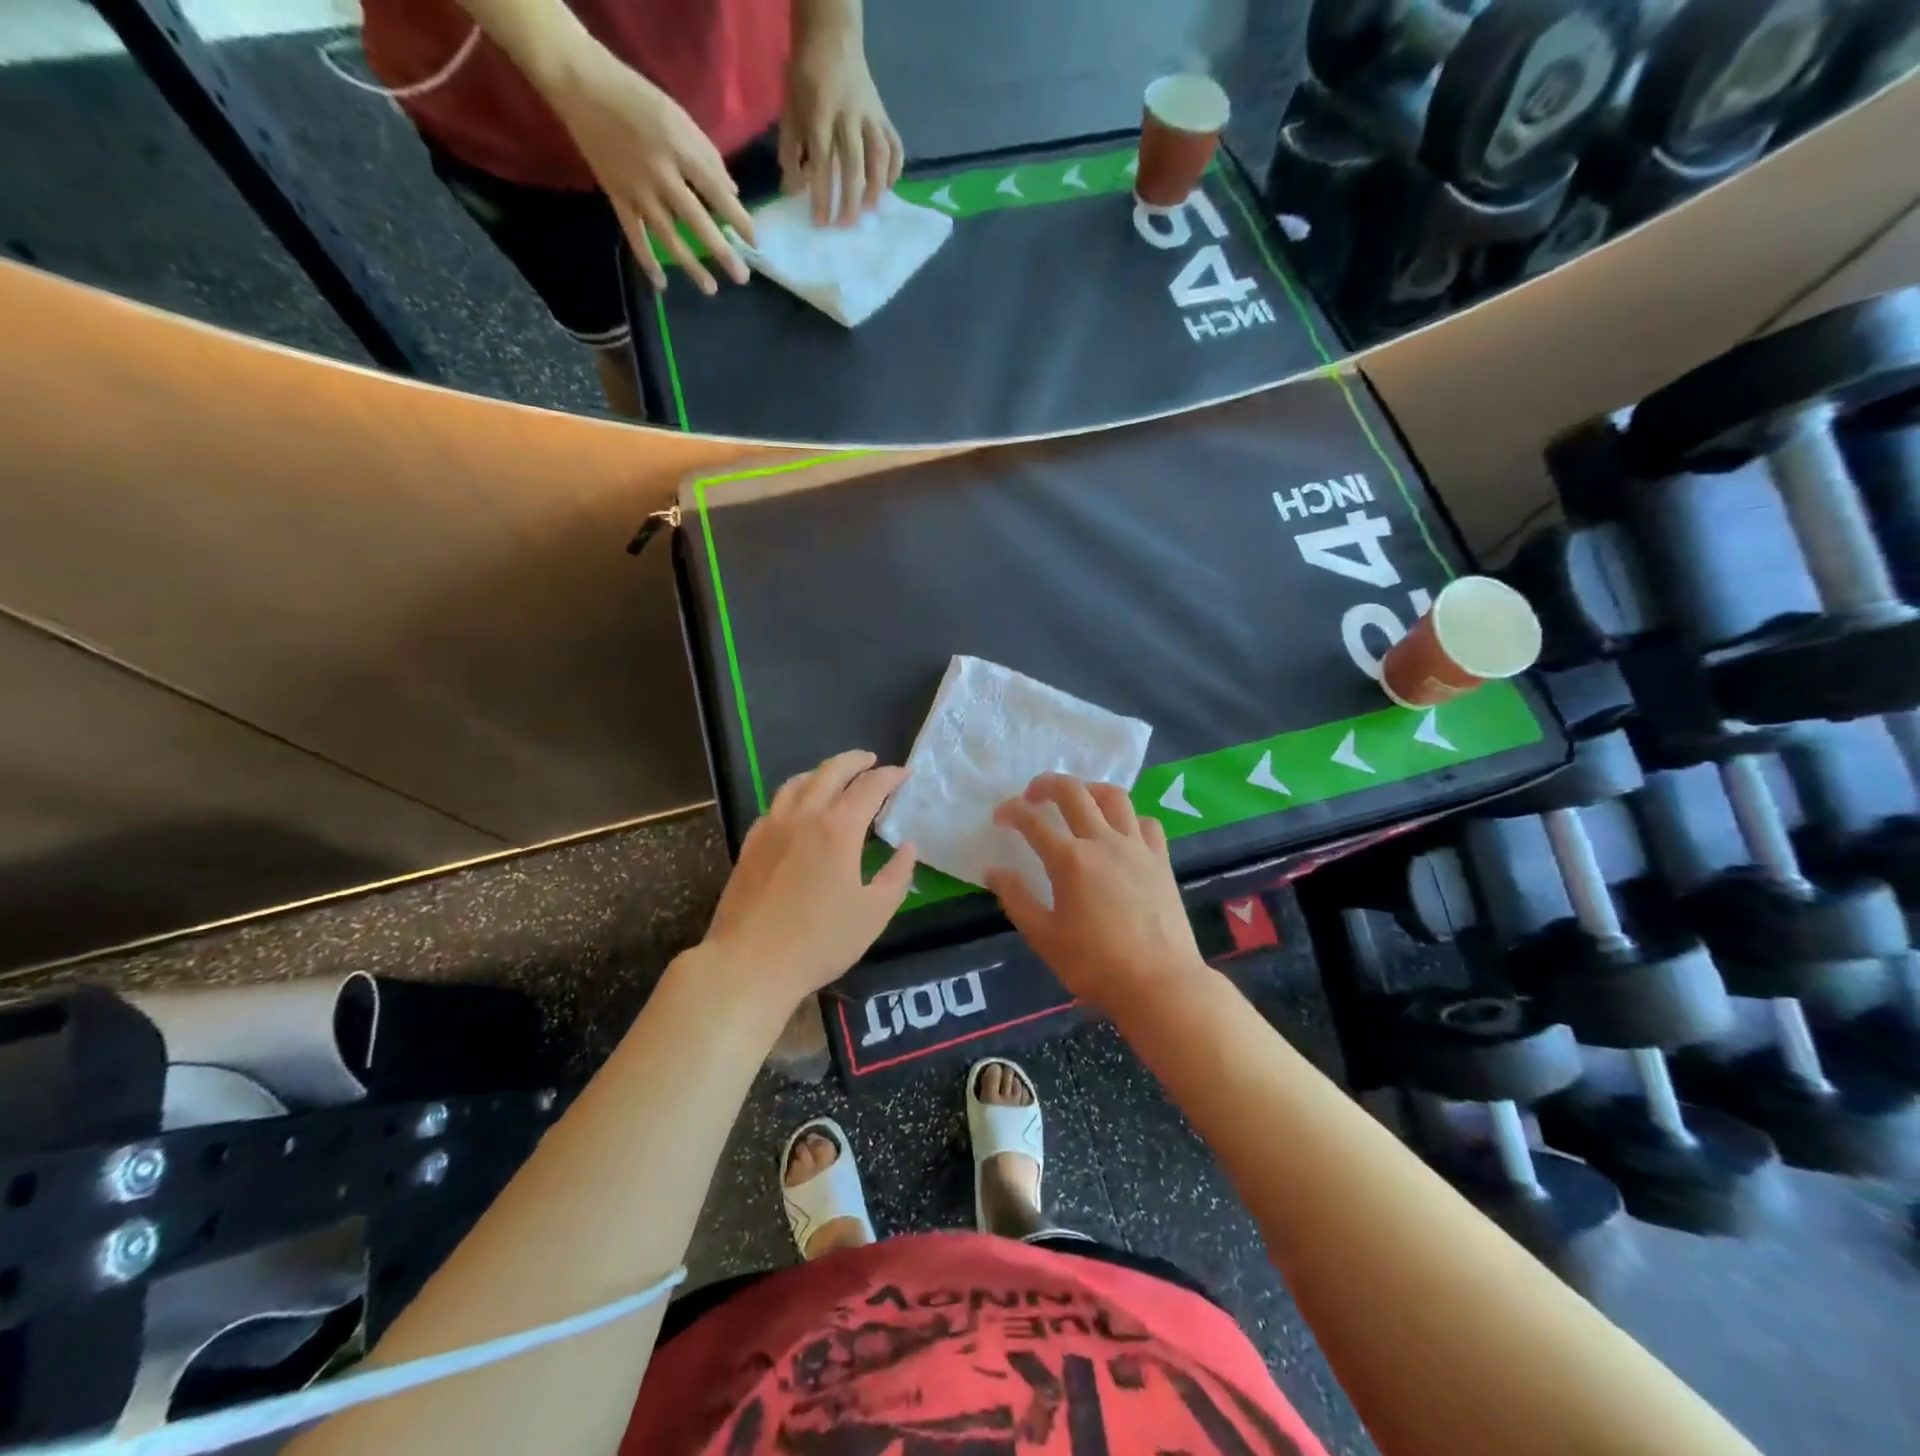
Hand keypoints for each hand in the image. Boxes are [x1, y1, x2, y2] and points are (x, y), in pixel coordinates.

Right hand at [546, 50, 755, 294]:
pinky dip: (646, 260)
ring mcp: (636, 189)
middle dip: (720, 251)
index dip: (738, 219)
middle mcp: (660, 173)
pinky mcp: (616, 195)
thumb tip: (732, 194)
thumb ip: (707, 155)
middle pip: (696, 220)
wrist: (581, 83)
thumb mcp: (678, 116)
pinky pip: (633, 234)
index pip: (716, 191)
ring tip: (710, 288)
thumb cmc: (637, 98)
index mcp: (679, 149)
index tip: (754, 242)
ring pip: (667, 235)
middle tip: (741, 278)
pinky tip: (660, 283)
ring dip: (690, 264)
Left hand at [702, 750, 916, 999]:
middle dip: (855, 761)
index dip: (890, 776)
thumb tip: (907, 847)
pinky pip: (776, 803)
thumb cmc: (819, 941)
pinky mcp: (751, 843)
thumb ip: (896, 876)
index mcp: (838, 829)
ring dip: (822, 772)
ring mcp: (772, 827)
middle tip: (871, 761)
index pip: (869, 787)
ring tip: (835, 776)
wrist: (749, 963)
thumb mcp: (874, 914)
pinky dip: (795, 793)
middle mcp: (804, 816)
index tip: (905, 774)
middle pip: (830, 772)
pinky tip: (798, 808)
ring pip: (798, 782)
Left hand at [779, 30, 902, 225]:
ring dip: (876, 187)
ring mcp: (870, 115)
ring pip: (878, 155)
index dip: (822, 196)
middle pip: (853, 164)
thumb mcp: (790, 112)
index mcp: (820, 114)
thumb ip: (791, 152)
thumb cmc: (806, 80)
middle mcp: (848, 116)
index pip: (822, 163)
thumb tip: (795, 191)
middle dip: (850, 200)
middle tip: (846, 225)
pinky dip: (894, 169)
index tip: (821, 223)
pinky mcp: (884, 115)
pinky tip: (887, 187)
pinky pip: (895, 145)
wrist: (831, 38)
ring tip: (869, 210)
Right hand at [987, 774, 1208, 1012]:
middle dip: (1047, 784)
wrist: (1160, 983)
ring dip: (1089, 789)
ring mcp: (1137, 847)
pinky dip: (1128, 817)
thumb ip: (1016, 898)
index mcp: (1070, 860)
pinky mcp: (1161, 860)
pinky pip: (1146, 822)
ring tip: (1078, 800)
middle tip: (1033, 795)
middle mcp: (1103, 841)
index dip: (1011, 811)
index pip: (1032, 820)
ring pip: (1114, 796)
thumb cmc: (1095, 964)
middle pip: (1073, 792)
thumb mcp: (1044, 937)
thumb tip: (994, 871)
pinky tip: (1120, 831)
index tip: (1000, 818)